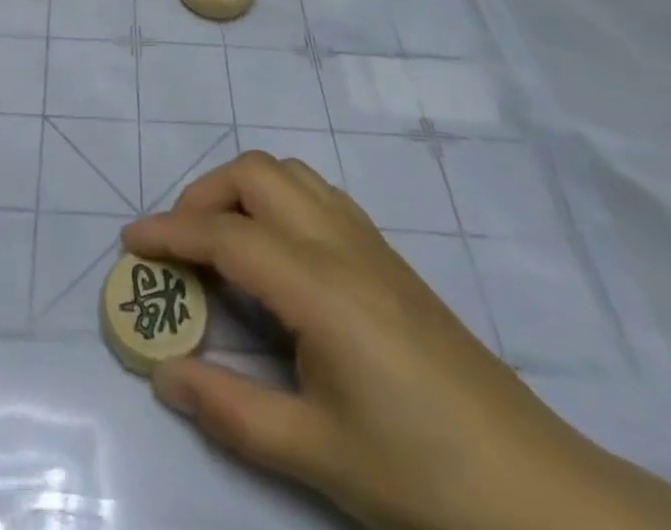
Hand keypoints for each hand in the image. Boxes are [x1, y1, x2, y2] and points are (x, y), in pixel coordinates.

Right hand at [123, 153, 670, 529]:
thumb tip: (164, 374)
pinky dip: (280, 199)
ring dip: (244, 189)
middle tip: (178, 244)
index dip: (170, 232)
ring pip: (292, 174)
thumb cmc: (424, 477)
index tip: (129, 241)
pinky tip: (278, 253)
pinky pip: (320, 196)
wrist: (541, 496)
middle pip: (257, 175)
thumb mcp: (318, 454)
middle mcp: (341, 245)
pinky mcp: (391, 259)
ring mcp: (371, 245)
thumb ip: (231, 411)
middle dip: (204, 194)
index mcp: (318, 286)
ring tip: (222, 240)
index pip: (226, 235)